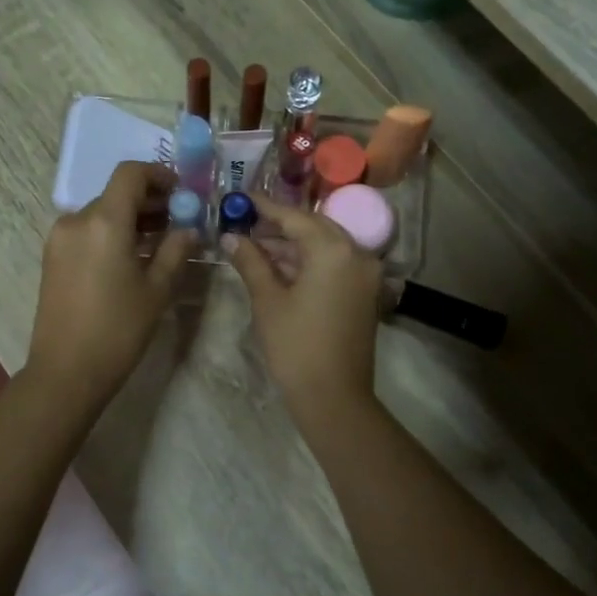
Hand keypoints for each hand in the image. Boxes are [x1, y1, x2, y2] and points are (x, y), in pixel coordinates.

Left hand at [26, 162, 194, 405]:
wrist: (66, 371)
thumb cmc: (118, 329)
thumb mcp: (157, 289)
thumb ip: (176, 250)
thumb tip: (190, 228)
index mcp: (104, 221)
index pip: (130, 174)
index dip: (158, 175)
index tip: (181, 192)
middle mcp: (76, 220)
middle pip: (116, 194)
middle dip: (149, 201)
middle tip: (179, 220)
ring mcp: (60, 239)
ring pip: (102, 213)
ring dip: (131, 219)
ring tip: (160, 242)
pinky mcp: (53, 257)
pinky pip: (87, 232)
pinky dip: (112, 233)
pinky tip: (132, 258)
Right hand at [224, 198, 382, 414]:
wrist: (334, 397)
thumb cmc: (296, 346)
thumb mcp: (268, 300)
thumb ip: (251, 262)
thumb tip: (231, 237)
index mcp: (334, 250)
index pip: (295, 217)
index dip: (265, 207)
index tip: (240, 198)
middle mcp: (357, 253)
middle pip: (314, 227)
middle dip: (279, 225)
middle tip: (245, 224)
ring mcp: (365, 274)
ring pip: (324, 246)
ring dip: (292, 246)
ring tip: (254, 247)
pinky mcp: (364, 292)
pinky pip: (334, 264)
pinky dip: (308, 262)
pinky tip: (279, 267)